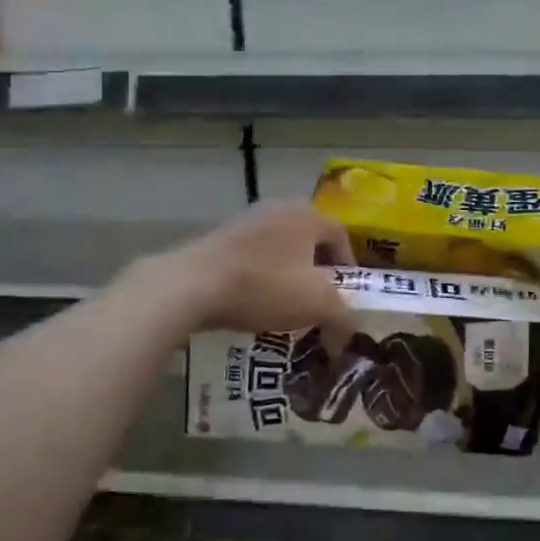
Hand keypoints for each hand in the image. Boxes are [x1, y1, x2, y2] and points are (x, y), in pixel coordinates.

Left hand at [139, 202, 359, 344]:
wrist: (191, 285)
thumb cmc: (264, 286)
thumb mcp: (317, 305)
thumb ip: (343, 317)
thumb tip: (348, 332)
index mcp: (308, 215)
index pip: (341, 235)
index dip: (348, 266)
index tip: (344, 296)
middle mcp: (279, 207)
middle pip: (309, 240)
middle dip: (317, 271)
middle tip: (317, 300)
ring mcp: (245, 220)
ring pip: (279, 248)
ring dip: (287, 274)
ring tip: (284, 305)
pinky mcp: (218, 236)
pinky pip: (251, 255)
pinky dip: (259, 275)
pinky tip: (251, 301)